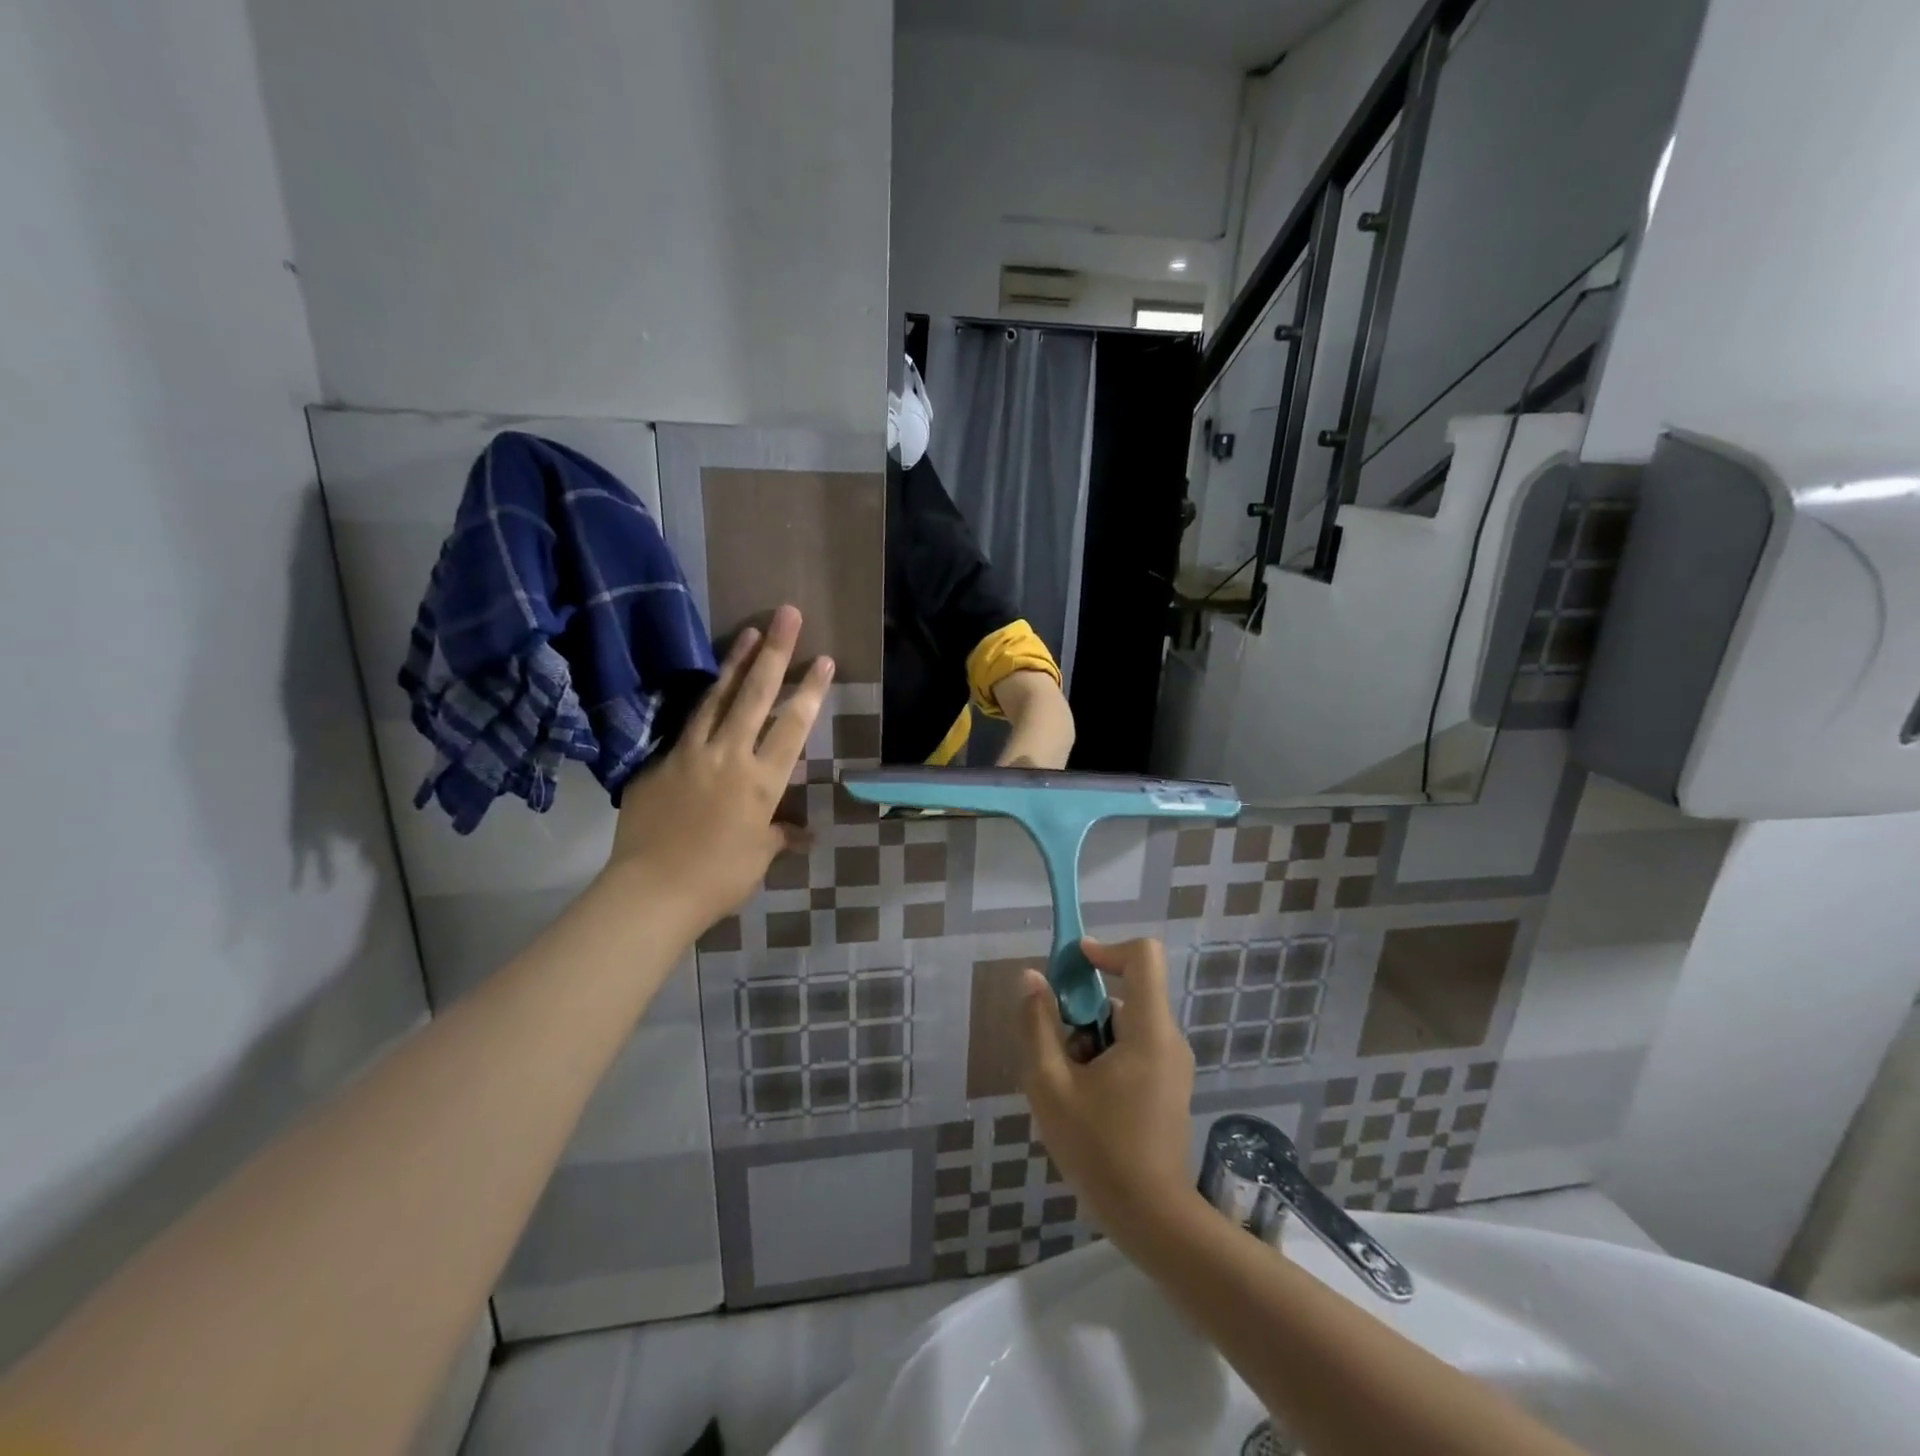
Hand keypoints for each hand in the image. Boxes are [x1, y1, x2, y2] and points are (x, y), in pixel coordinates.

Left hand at [603, 604, 831, 930]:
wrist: (652, 890)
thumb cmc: (718, 878)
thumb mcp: (759, 856)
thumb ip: (781, 835)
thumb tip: (806, 834)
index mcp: (762, 780)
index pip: (792, 726)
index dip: (810, 691)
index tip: (823, 659)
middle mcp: (729, 756)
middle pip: (756, 695)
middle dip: (775, 652)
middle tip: (787, 614)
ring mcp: (690, 754)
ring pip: (717, 698)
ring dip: (735, 662)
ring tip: (749, 631)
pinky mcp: (660, 762)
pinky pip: (686, 725)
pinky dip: (702, 702)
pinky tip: (708, 687)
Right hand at [1019, 939, 1194, 1239]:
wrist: (1152, 1220)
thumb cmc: (1099, 1151)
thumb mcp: (1050, 1086)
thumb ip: (1038, 1025)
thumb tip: (1032, 978)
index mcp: (1149, 1031)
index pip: (1142, 956)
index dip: (1105, 949)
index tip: (1071, 967)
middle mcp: (1169, 1038)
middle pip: (1126, 993)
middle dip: (1083, 1010)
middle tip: (1056, 1050)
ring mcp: (1173, 1064)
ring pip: (1125, 1023)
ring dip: (1089, 1039)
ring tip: (1067, 1086)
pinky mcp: (1169, 1084)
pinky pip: (1133, 1047)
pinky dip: (1104, 1057)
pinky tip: (1085, 1101)